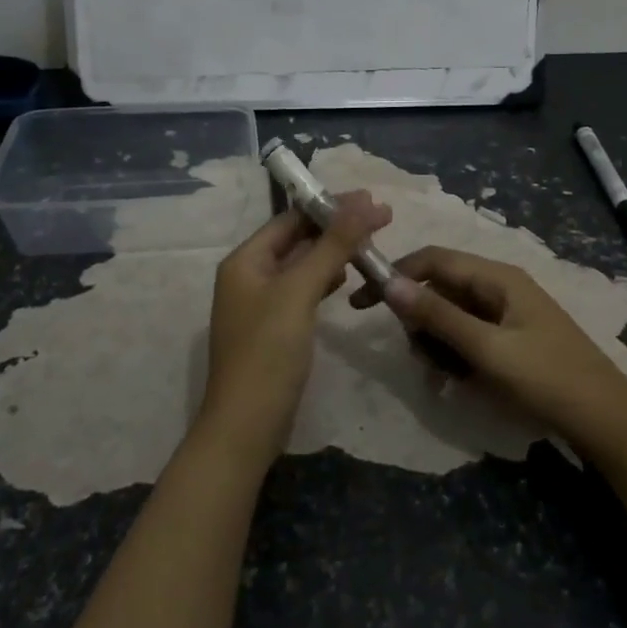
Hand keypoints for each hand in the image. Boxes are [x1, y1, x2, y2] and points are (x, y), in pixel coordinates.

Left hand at [196, 192, 391, 467]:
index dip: (330, 206)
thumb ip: (331, 246)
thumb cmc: (268, 352)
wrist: (246, 427)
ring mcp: (261, 304)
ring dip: (333, 252)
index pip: (291, 219)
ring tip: (371, 243)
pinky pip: (302, 291)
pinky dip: (325, 280)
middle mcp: (249, 276)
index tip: (371, 200)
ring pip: (302, 266)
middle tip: (381, 218)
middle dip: (336, 227)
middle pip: (297, 240)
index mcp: (245, 260)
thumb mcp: (300, 292)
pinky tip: (346, 278)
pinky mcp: (274, 329)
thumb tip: (362, 203)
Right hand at [354, 248, 626, 458]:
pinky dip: (456, 355)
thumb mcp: (488, 349)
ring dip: (437, 343)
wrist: (607, 423)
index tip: (362, 302)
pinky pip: (468, 336)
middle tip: (421, 358)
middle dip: (420, 321)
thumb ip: (438, 317)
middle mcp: (499, 287)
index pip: (432, 260)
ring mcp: (505, 314)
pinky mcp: (509, 339)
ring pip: (450, 316)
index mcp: (496, 277)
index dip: (395, 275)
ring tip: (445, 377)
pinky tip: (458, 383)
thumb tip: (388, 284)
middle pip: (439, 289)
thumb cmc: (548, 379)